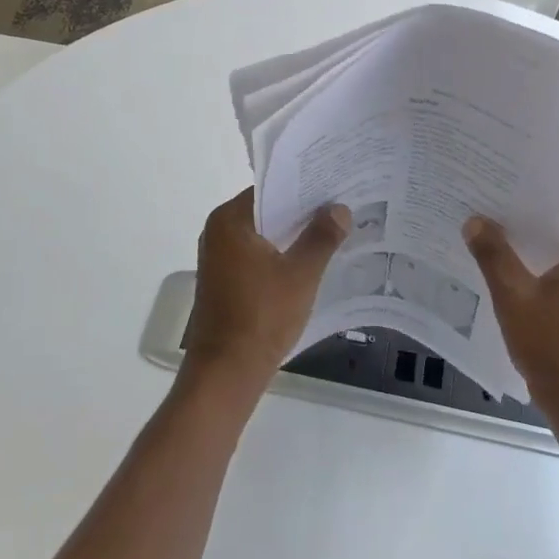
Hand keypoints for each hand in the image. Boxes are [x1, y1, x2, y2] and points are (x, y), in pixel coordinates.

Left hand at [183, 189, 350, 396]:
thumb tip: (339, 208)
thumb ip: (321, 237)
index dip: (303, 186)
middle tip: (340, 207)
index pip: (270, 189)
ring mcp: (218, 258)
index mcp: (229, 220)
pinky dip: (280, 255)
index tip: (334, 185)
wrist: (226, 372)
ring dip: (292, 236)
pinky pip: (256, 256)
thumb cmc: (262, 316)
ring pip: (262, 235)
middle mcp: (217, 232)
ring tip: (332, 231)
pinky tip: (309, 262)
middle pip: (266, 211)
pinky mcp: (224, 281)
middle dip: (301, 212)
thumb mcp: (301, 274)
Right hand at [463, 203, 558, 419]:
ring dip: (530, 245)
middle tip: (485, 203)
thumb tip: (475, 220)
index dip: (532, 192)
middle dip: (526, 218)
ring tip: (489, 231)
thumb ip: (494, 254)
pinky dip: (539, 267)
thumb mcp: (515, 297)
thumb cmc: (554, 348)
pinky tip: (507, 269)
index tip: (499, 181)